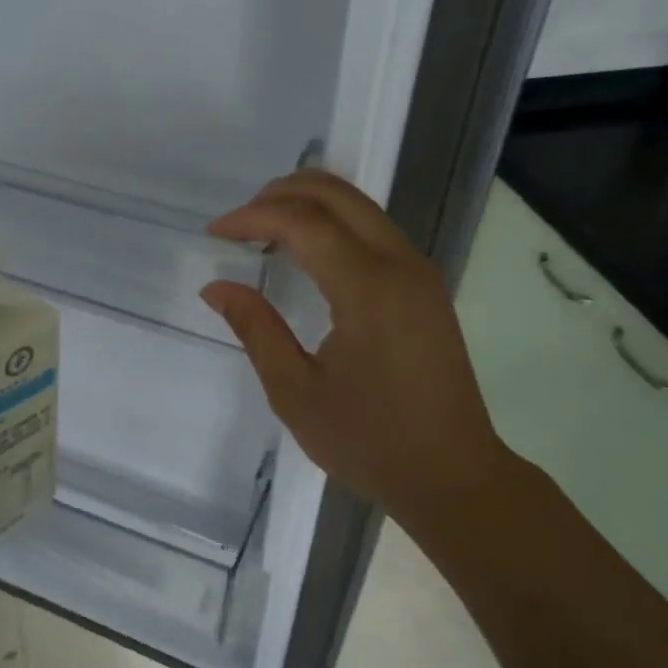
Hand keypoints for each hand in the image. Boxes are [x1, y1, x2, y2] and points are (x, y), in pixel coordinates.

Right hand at [202, 170, 505, 529]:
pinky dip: (334, 224)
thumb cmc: (370, 441)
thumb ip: (256, 329)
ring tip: (264, 231)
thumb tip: (216, 287)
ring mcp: (419, 272)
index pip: (302, 222)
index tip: (214, 232)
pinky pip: (375, 230)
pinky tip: (306, 253)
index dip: (252, 217)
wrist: (452, 474)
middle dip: (280, 193)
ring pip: (359, 206)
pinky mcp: (426, 287)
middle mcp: (400, 264)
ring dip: (309, 205)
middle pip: (336, 194)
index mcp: (368, 287)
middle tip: (238, 222)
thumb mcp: (296, 392)